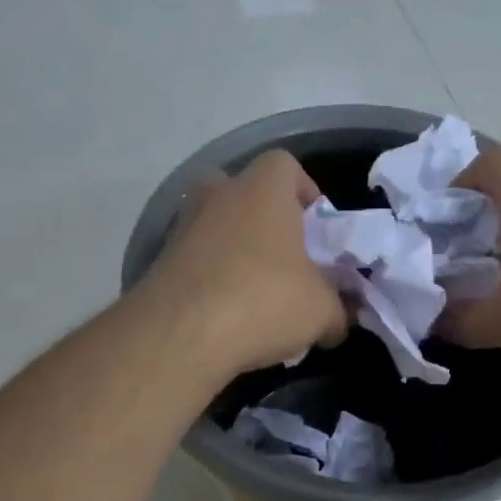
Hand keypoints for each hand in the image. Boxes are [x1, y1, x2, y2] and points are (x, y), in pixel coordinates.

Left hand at [139, 149, 347, 374]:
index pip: (285, 165)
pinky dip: (213, 279)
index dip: (305, 191)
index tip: (316, 228)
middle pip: (244, 192)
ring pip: (216, 227)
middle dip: (265, 219)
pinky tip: (229, 316)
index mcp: (262, 190)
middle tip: (285, 257)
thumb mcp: (321, 312)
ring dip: (236, 251)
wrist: (180, 335)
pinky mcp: (160, 263)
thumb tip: (339, 322)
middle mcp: (217, 196)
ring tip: (257, 294)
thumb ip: (337, 310)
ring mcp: (182, 227)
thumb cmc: (264, 301)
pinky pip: (196, 261)